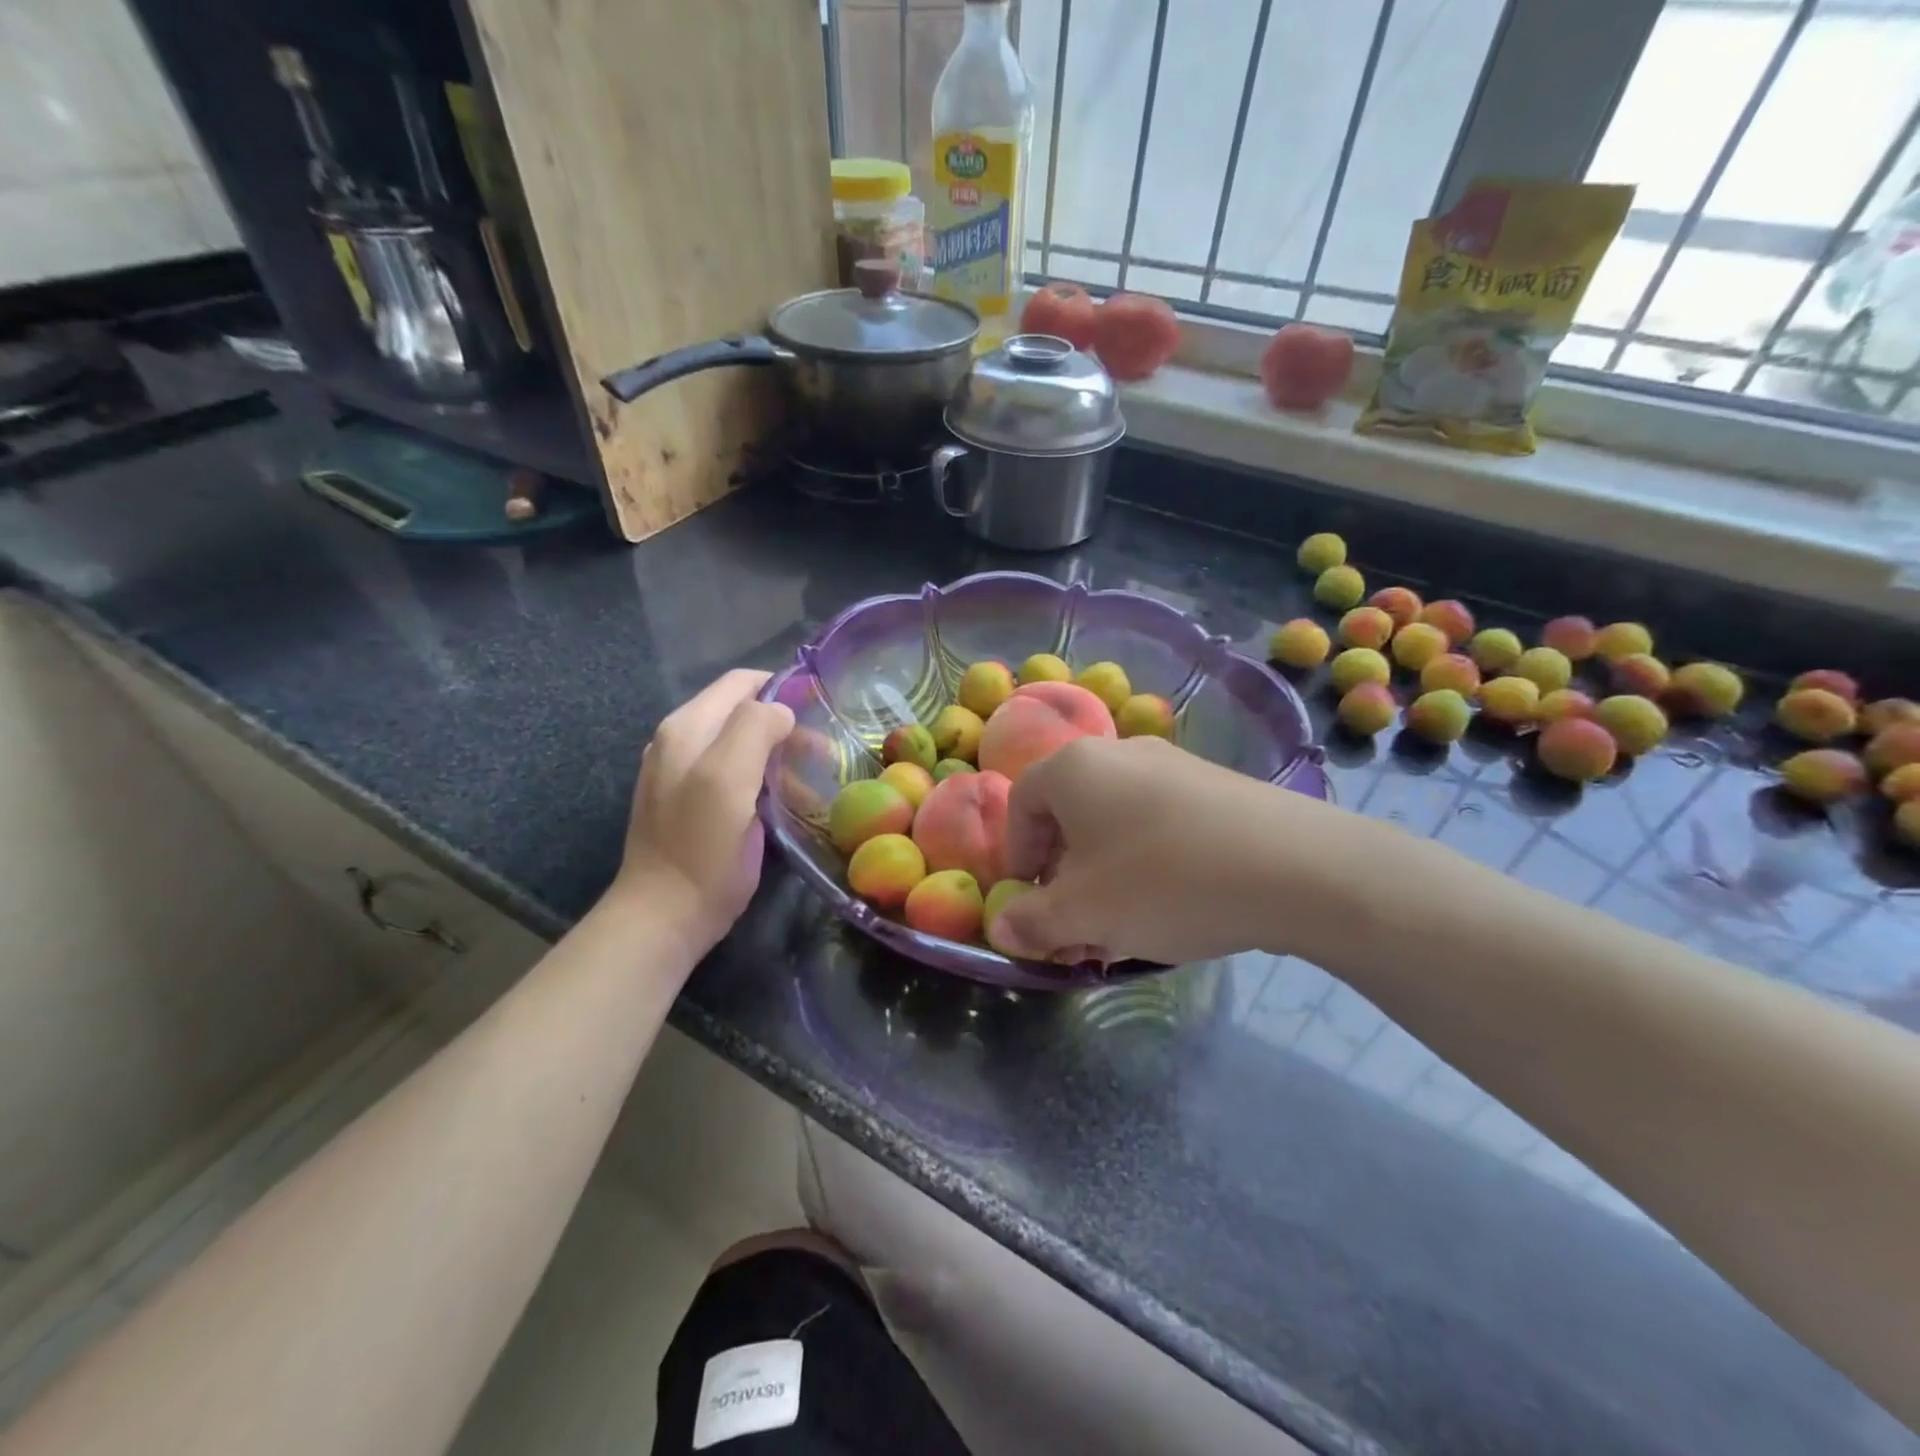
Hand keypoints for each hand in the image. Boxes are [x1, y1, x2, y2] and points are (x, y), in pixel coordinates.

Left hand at [614, 670, 794, 948]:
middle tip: (824, 754)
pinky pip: (735, 775)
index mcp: (687, 727)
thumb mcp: (728, 778)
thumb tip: (781, 711)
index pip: (740, 683)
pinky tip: (787, 802)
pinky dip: (765, 780)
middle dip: (786, 727)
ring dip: (780, 757)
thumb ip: (754, 729)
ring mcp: (684, 774)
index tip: (821, 710)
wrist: (666, 914)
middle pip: (743, 713)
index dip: (782, 688)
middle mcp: (681, 742)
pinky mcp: (694, 803)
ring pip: (743, 745)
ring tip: (813, 783)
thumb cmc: (702, 846)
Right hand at [993, 735, 1366, 966]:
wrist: (1298, 867)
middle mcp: (1120, 753)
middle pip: (1069, 815)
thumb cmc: (1164, 881)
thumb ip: (1031, 921)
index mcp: (1075, 768)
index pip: (1020, 804)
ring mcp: (1174, 765)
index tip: (1031, 903)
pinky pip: (1159, 824)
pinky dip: (1148, 864)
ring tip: (1123, 929)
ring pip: (1115, 823)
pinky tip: (1173, 907)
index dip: (1017, 858)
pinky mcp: (1216, 787)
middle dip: (1063, 876)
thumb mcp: (1084, 913)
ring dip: (1105, 876)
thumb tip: (1000, 930)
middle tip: (1076, 926)